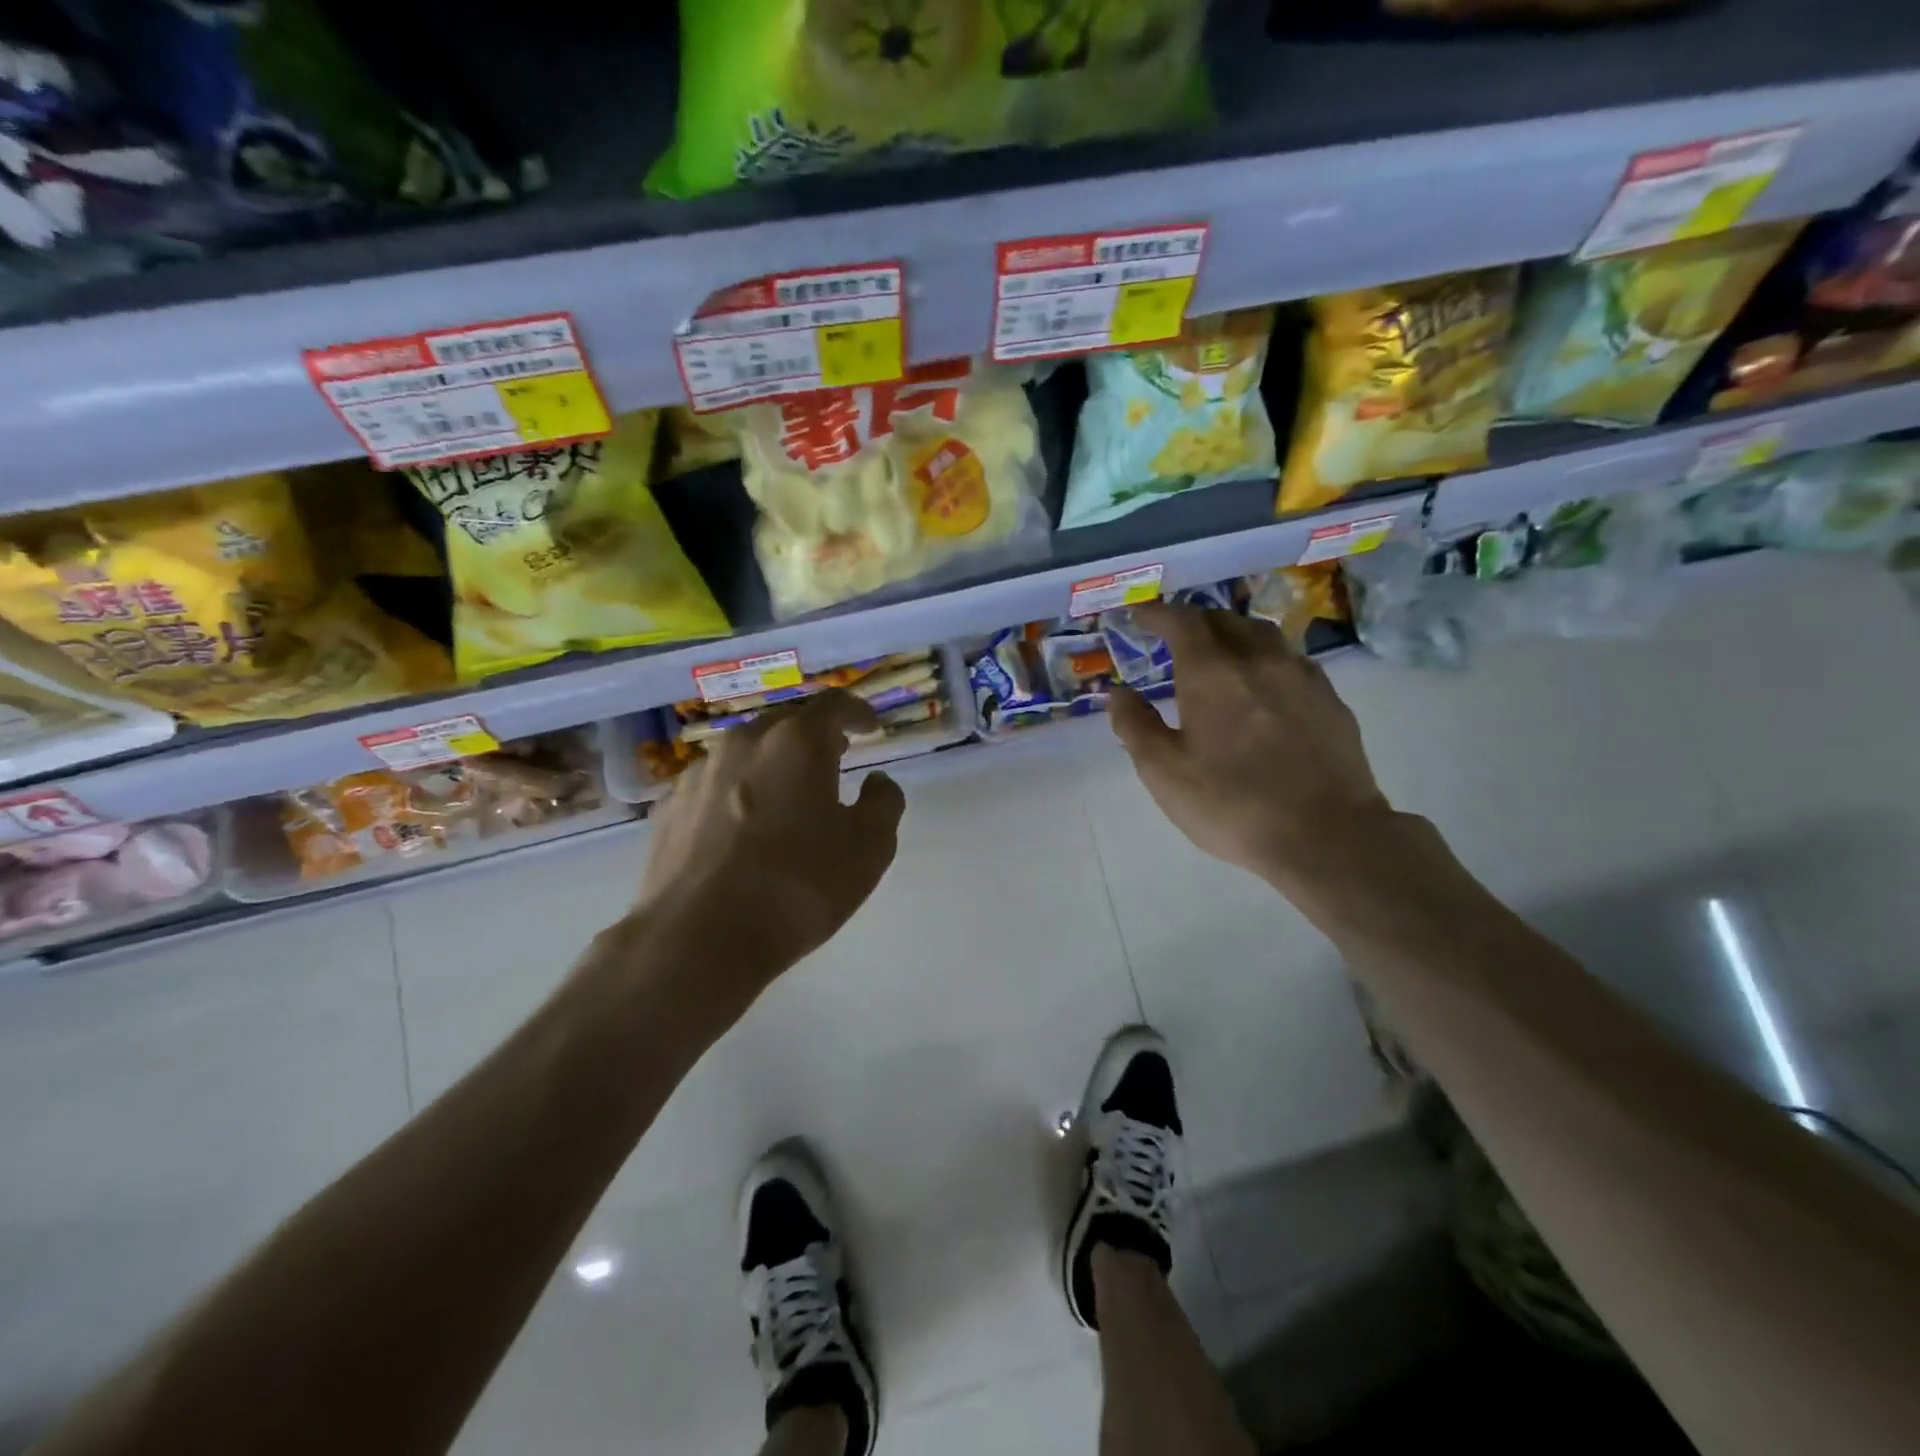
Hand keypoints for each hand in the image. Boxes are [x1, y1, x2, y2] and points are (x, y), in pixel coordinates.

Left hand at [632, 689, 905, 998]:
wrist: (696, 940)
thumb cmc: (797, 888)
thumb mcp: (868, 850)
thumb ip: (883, 803)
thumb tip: (877, 783)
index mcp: (797, 742)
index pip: (834, 705)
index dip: (858, 712)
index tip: (871, 728)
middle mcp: (744, 742)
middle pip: (787, 723)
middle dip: (815, 736)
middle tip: (835, 757)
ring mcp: (699, 772)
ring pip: (747, 752)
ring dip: (774, 764)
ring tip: (788, 795)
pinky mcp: (669, 806)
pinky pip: (716, 784)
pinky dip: (738, 791)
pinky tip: (743, 827)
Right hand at [1109, 601, 1394, 889]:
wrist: (1327, 836)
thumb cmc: (1233, 804)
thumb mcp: (1165, 773)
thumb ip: (1135, 726)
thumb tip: (1118, 692)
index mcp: (1212, 672)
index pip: (1181, 621)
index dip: (1156, 612)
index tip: (1138, 614)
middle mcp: (1258, 659)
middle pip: (1223, 619)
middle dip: (1193, 620)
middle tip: (1173, 636)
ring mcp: (1300, 676)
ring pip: (1262, 633)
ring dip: (1232, 633)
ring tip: (1219, 652)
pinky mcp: (1329, 699)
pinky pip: (1290, 659)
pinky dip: (1265, 658)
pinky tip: (1263, 683)